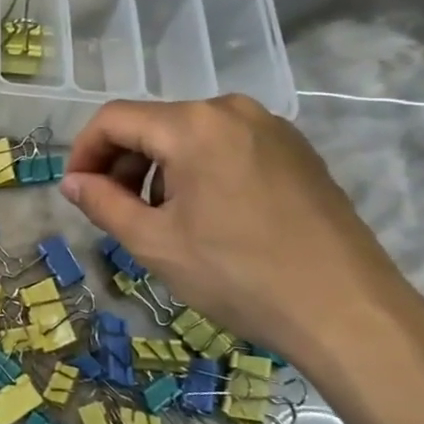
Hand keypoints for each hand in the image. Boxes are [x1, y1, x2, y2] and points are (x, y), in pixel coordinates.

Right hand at [61, 96, 423, 365]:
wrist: (350, 313)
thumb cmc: (240, 275)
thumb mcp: (155, 243)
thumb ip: (102, 203)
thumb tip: (72, 182)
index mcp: (193, 125)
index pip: (114, 119)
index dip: (84, 152)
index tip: (76, 191)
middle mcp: (231, 110)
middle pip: (153, 124)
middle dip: (123, 164)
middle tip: (115, 211)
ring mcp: (271, 128)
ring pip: (190, 136)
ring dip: (160, 170)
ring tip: (161, 219)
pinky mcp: (297, 151)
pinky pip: (227, 146)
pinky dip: (199, 171)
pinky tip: (207, 217)